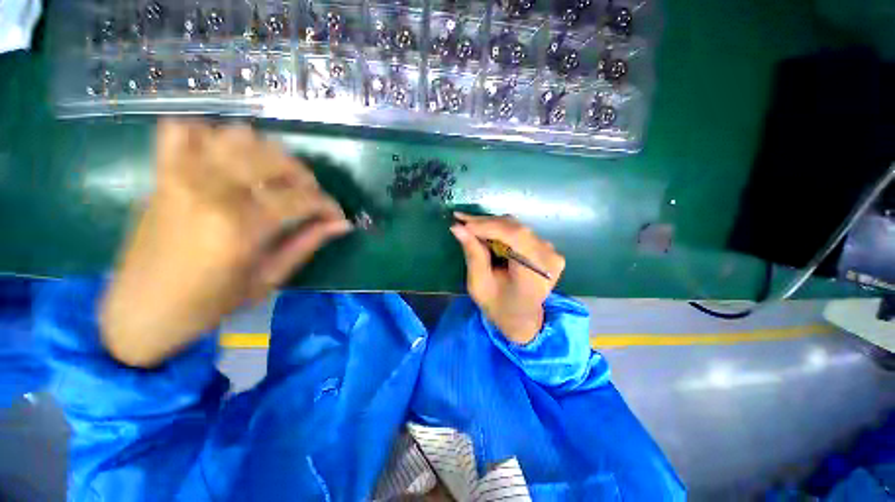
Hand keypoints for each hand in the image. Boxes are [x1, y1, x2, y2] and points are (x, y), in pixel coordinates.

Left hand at [101, 120, 351, 366]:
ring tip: (271, 178)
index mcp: (240, 227)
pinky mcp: (162, 174)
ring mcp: (181, 176)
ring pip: (237, 136)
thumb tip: (341, 224)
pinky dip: (209, 137)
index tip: (336, 216)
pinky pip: (183, 131)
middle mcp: (211, 191)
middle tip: (307, 198)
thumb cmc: (210, 303)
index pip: (302, 197)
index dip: (328, 205)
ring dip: (265, 154)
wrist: (142, 310)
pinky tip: (223, 160)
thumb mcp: (269, 278)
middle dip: (304, 176)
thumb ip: (307, 243)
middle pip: (275, 158)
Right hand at [450, 213, 565, 344]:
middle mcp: (548, 258)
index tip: (462, 222)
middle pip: (516, 228)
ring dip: (491, 224)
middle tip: (461, 220)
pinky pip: (520, 232)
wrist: (522, 318)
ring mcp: (551, 251)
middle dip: (485, 223)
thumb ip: (473, 255)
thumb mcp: (480, 285)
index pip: (515, 236)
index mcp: (535, 273)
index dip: (487, 226)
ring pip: (517, 227)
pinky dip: (500, 230)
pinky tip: (484, 231)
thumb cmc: (499, 307)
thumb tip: (458, 228)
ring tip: (469, 225)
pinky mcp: (546, 248)